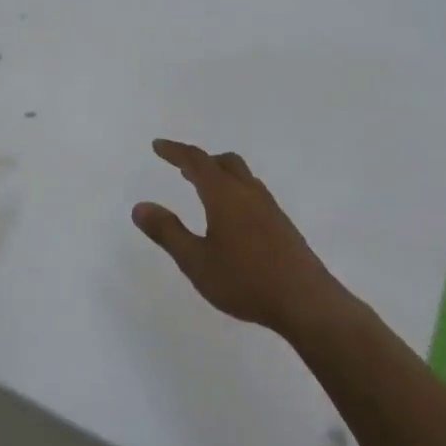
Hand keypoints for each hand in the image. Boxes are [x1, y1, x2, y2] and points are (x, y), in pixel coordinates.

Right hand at [132, 139, 345, 335]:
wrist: (305, 300)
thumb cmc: (244, 280)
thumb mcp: (196, 260)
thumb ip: (167, 232)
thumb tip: (140, 206)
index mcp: (225, 195)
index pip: (197, 161)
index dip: (175, 151)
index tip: (158, 146)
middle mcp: (249, 193)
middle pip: (225, 162)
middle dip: (201, 160)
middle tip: (182, 168)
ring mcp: (270, 208)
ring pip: (242, 177)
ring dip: (220, 175)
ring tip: (203, 190)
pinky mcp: (282, 225)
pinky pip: (253, 194)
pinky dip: (235, 192)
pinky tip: (232, 218)